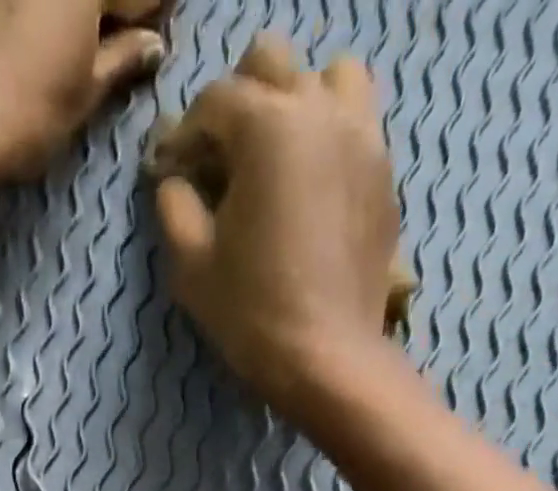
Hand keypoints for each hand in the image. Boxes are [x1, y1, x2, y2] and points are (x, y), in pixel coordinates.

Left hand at [0, 0, 164, 184]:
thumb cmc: (23, 114)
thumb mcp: (82, 94)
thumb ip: (121, 60)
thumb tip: (152, 45)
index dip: (149, 11)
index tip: (151, 36)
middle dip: (109, 9)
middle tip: (115, 40)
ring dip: (69, 17)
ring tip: (69, 47)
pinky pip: (13, 2)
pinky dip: (29, 15)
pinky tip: (25, 38)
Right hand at [153, 36, 400, 414]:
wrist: (327, 359)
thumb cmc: (251, 313)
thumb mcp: (191, 265)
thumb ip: (174, 206)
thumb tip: (174, 178)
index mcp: (268, 126)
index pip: (214, 100)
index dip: (184, 135)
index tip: (173, 173)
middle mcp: (321, 111)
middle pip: (272, 63)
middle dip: (237, 102)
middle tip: (221, 158)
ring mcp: (364, 138)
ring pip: (330, 78)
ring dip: (297, 103)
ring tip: (278, 157)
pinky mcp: (385, 176)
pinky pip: (357, 128)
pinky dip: (329, 140)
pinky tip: (311, 190)